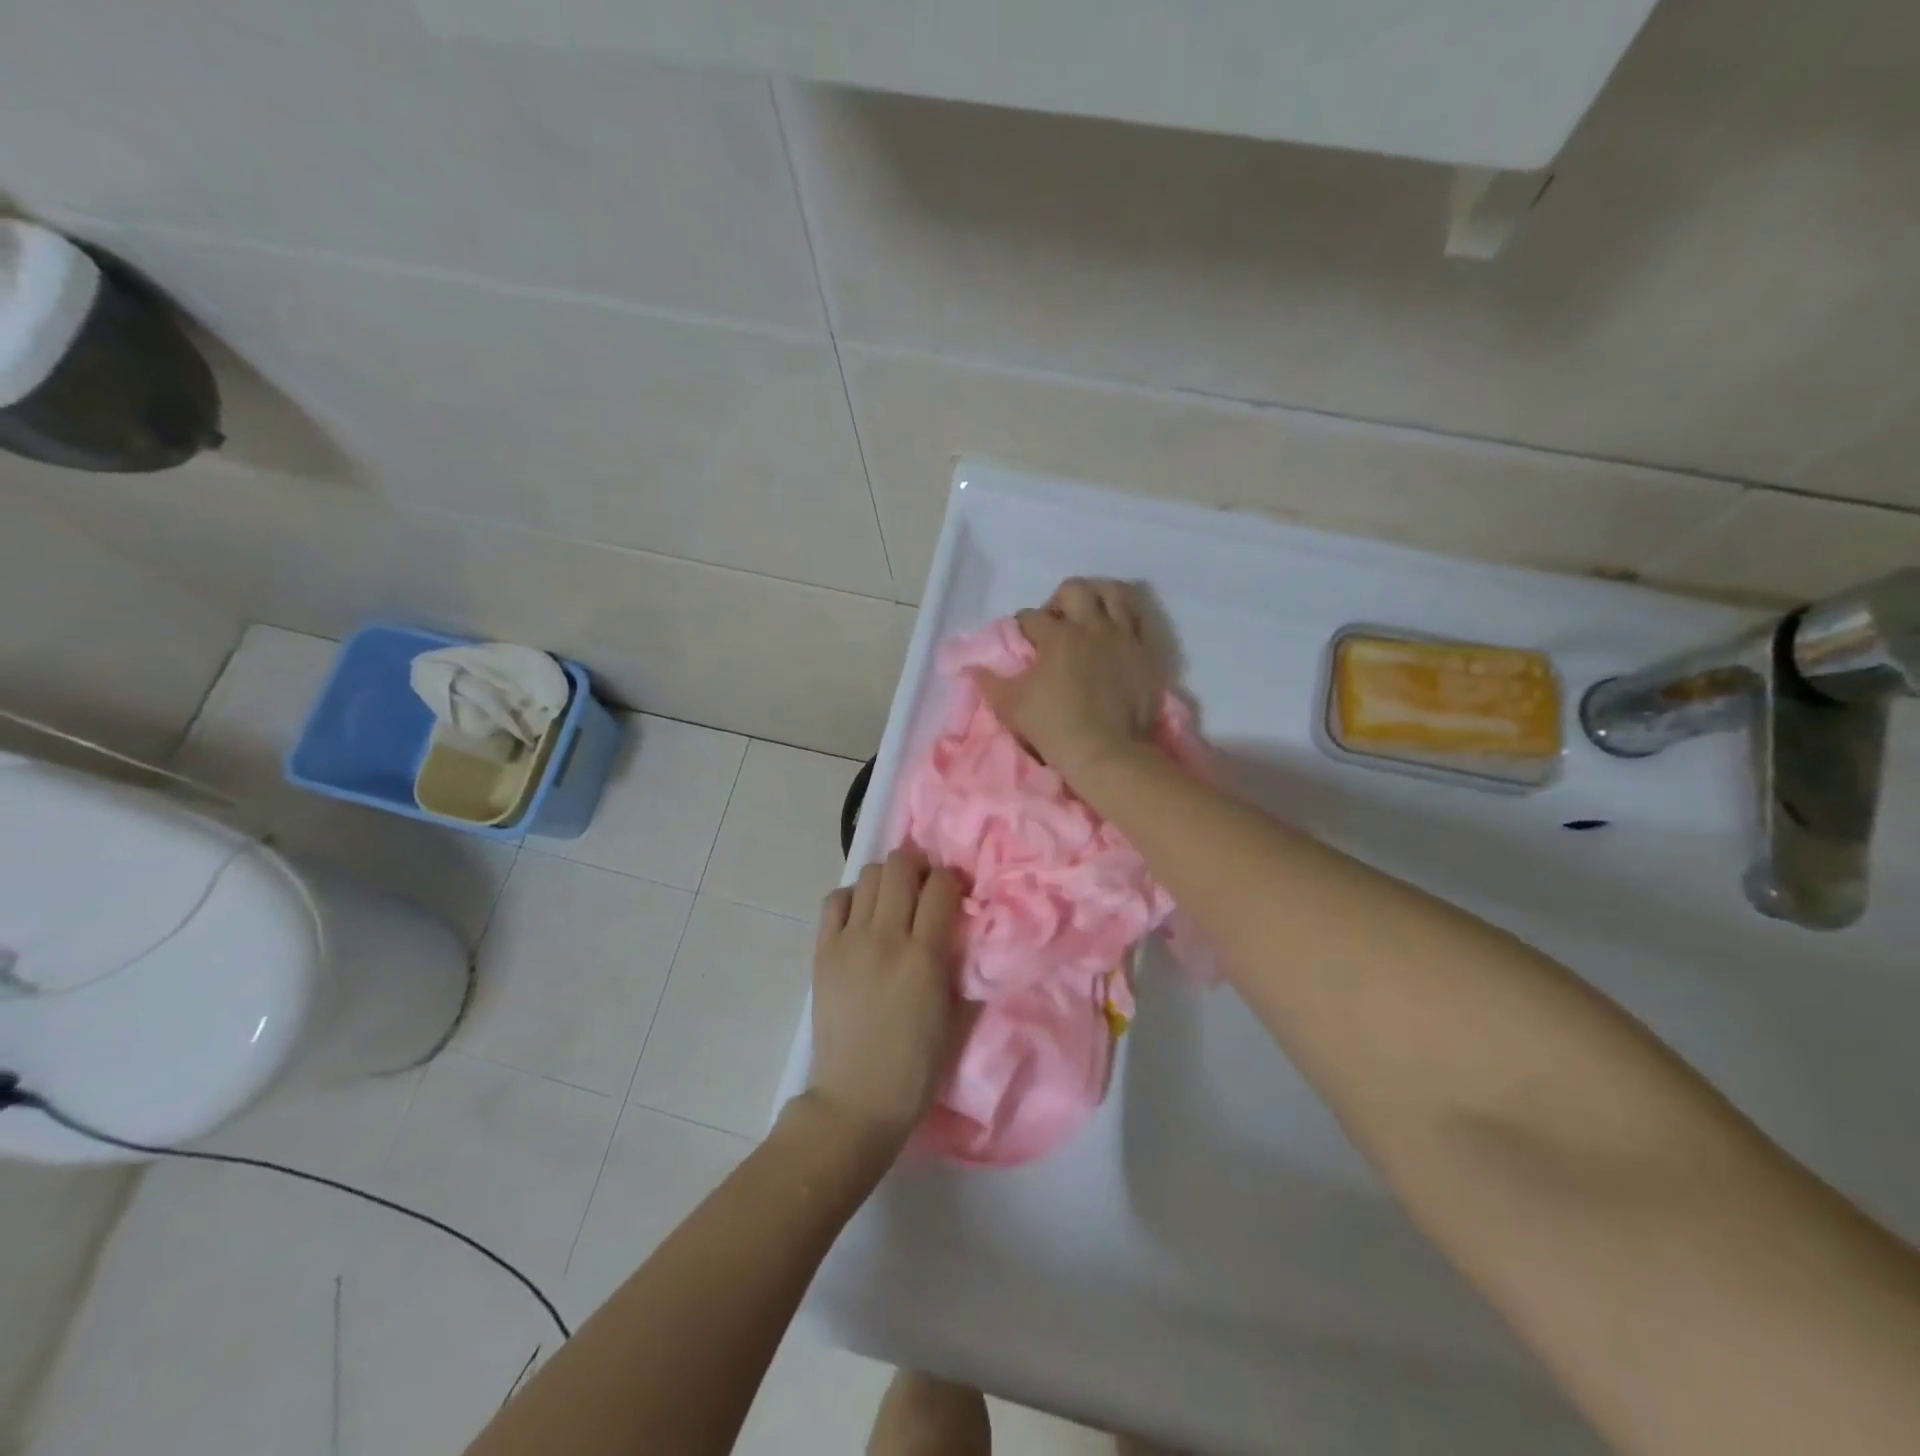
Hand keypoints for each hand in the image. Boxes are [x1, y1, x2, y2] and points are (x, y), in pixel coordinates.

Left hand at [805, 848, 965, 1154]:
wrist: (856, 1099)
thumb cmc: (916, 1067)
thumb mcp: (955, 1017)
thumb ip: (962, 967)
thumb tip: (965, 930)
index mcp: (925, 956)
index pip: (942, 886)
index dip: (953, 879)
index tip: (956, 890)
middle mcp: (886, 937)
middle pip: (901, 866)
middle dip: (919, 866)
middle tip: (924, 886)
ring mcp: (849, 941)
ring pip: (869, 875)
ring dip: (887, 879)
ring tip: (894, 900)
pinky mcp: (823, 951)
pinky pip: (835, 900)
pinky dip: (852, 897)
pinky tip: (862, 917)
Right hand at [974, 577, 1161, 786]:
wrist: (1106, 752)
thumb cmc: (1053, 727)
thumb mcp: (1010, 707)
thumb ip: (989, 683)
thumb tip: (971, 669)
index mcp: (1057, 636)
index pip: (1030, 617)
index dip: (1020, 627)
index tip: (1020, 642)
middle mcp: (1091, 627)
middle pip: (1074, 589)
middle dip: (1058, 601)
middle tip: (1055, 624)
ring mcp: (1122, 637)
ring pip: (1112, 593)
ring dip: (1096, 598)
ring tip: (1088, 618)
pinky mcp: (1144, 653)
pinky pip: (1137, 620)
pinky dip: (1124, 618)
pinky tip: (1114, 633)